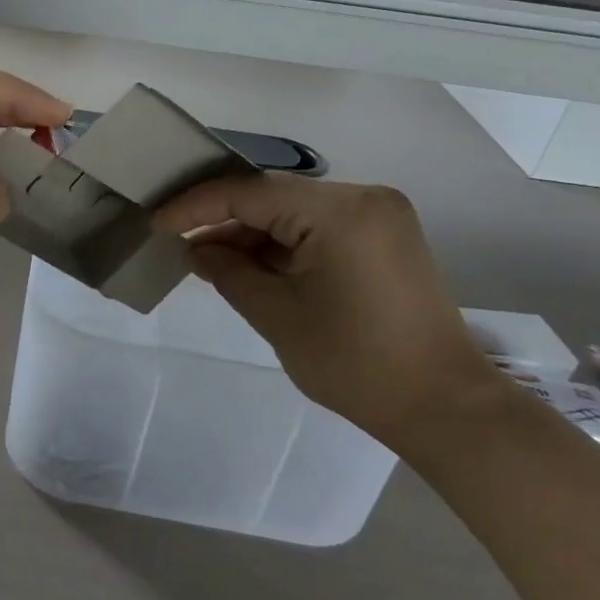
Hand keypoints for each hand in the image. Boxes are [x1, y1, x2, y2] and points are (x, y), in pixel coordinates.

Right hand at [153, 175, 506, 448]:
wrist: (442, 405)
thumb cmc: (354, 364)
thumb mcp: (277, 316)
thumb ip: (228, 272)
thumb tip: (196, 249)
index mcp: (340, 212)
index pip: (250, 193)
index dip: (197, 206)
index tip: (156, 224)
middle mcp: (364, 198)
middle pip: (274, 197)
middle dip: (223, 219)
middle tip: (177, 242)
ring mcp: (380, 216)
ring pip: (295, 211)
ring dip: (252, 233)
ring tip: (207, 258)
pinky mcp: (385, 238)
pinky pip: (319, 227)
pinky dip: (282, 244)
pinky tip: (250, 264)